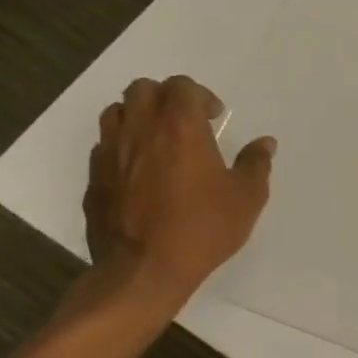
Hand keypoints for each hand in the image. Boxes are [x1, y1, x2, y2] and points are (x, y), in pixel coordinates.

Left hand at [82, 75, 274, 310]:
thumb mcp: (247, 198)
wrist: (142, 272)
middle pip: (142, 89)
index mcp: (180, 127)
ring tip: (157, 142)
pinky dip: (121, 148)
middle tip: (184, 123)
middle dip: (165, 98)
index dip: (200, 95)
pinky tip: (138, 173)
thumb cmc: (201, 228)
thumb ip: (256, 164)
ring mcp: (110, 154)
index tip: (213, 118)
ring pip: (116, 113)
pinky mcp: (93, 179)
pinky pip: (104, 147)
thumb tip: (265, 143)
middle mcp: (140, 130)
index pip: (181, 85)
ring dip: (137, 117)